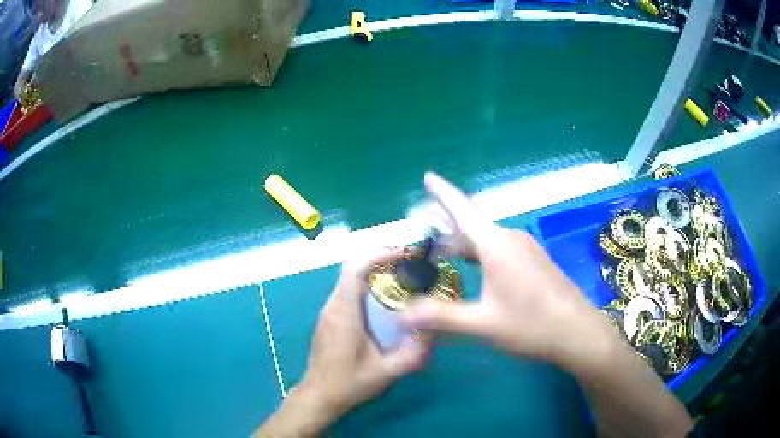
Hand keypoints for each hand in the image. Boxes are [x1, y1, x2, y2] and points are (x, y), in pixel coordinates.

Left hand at [301, 250, 430, 415]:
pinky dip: (367, 287)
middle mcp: (332, 306)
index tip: (403, 255)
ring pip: (349, 279)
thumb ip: (412, 355)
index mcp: (343, 313)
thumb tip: (434, 332)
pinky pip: (348, 292)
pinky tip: (386, 303)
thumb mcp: (386, 373)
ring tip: (402, 281)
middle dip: (381, 261)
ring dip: (374, 273)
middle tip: (410, 266)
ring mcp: (328, 312)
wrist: (319, 396)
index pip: (353, 269)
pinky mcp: (329, 319)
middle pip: (352, 269)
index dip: (377, 255)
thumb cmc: (349, 384)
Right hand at [402, 172, 615, 371]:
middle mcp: (511, 239)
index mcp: (497, 245)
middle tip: (421, 232)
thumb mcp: (484, 324)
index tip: (427, 176)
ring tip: (440, 252)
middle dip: (446, 227)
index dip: (442, 193)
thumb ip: (442, 317)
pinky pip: (500, 249)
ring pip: (487, 239)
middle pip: (472, 225)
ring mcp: (526, 250)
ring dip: (463, 243)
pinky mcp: (535, 262)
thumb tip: (403, 316)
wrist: (579, 333)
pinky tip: (473, 269)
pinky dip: (479, 253)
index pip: (463, 210)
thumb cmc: (532, 326)